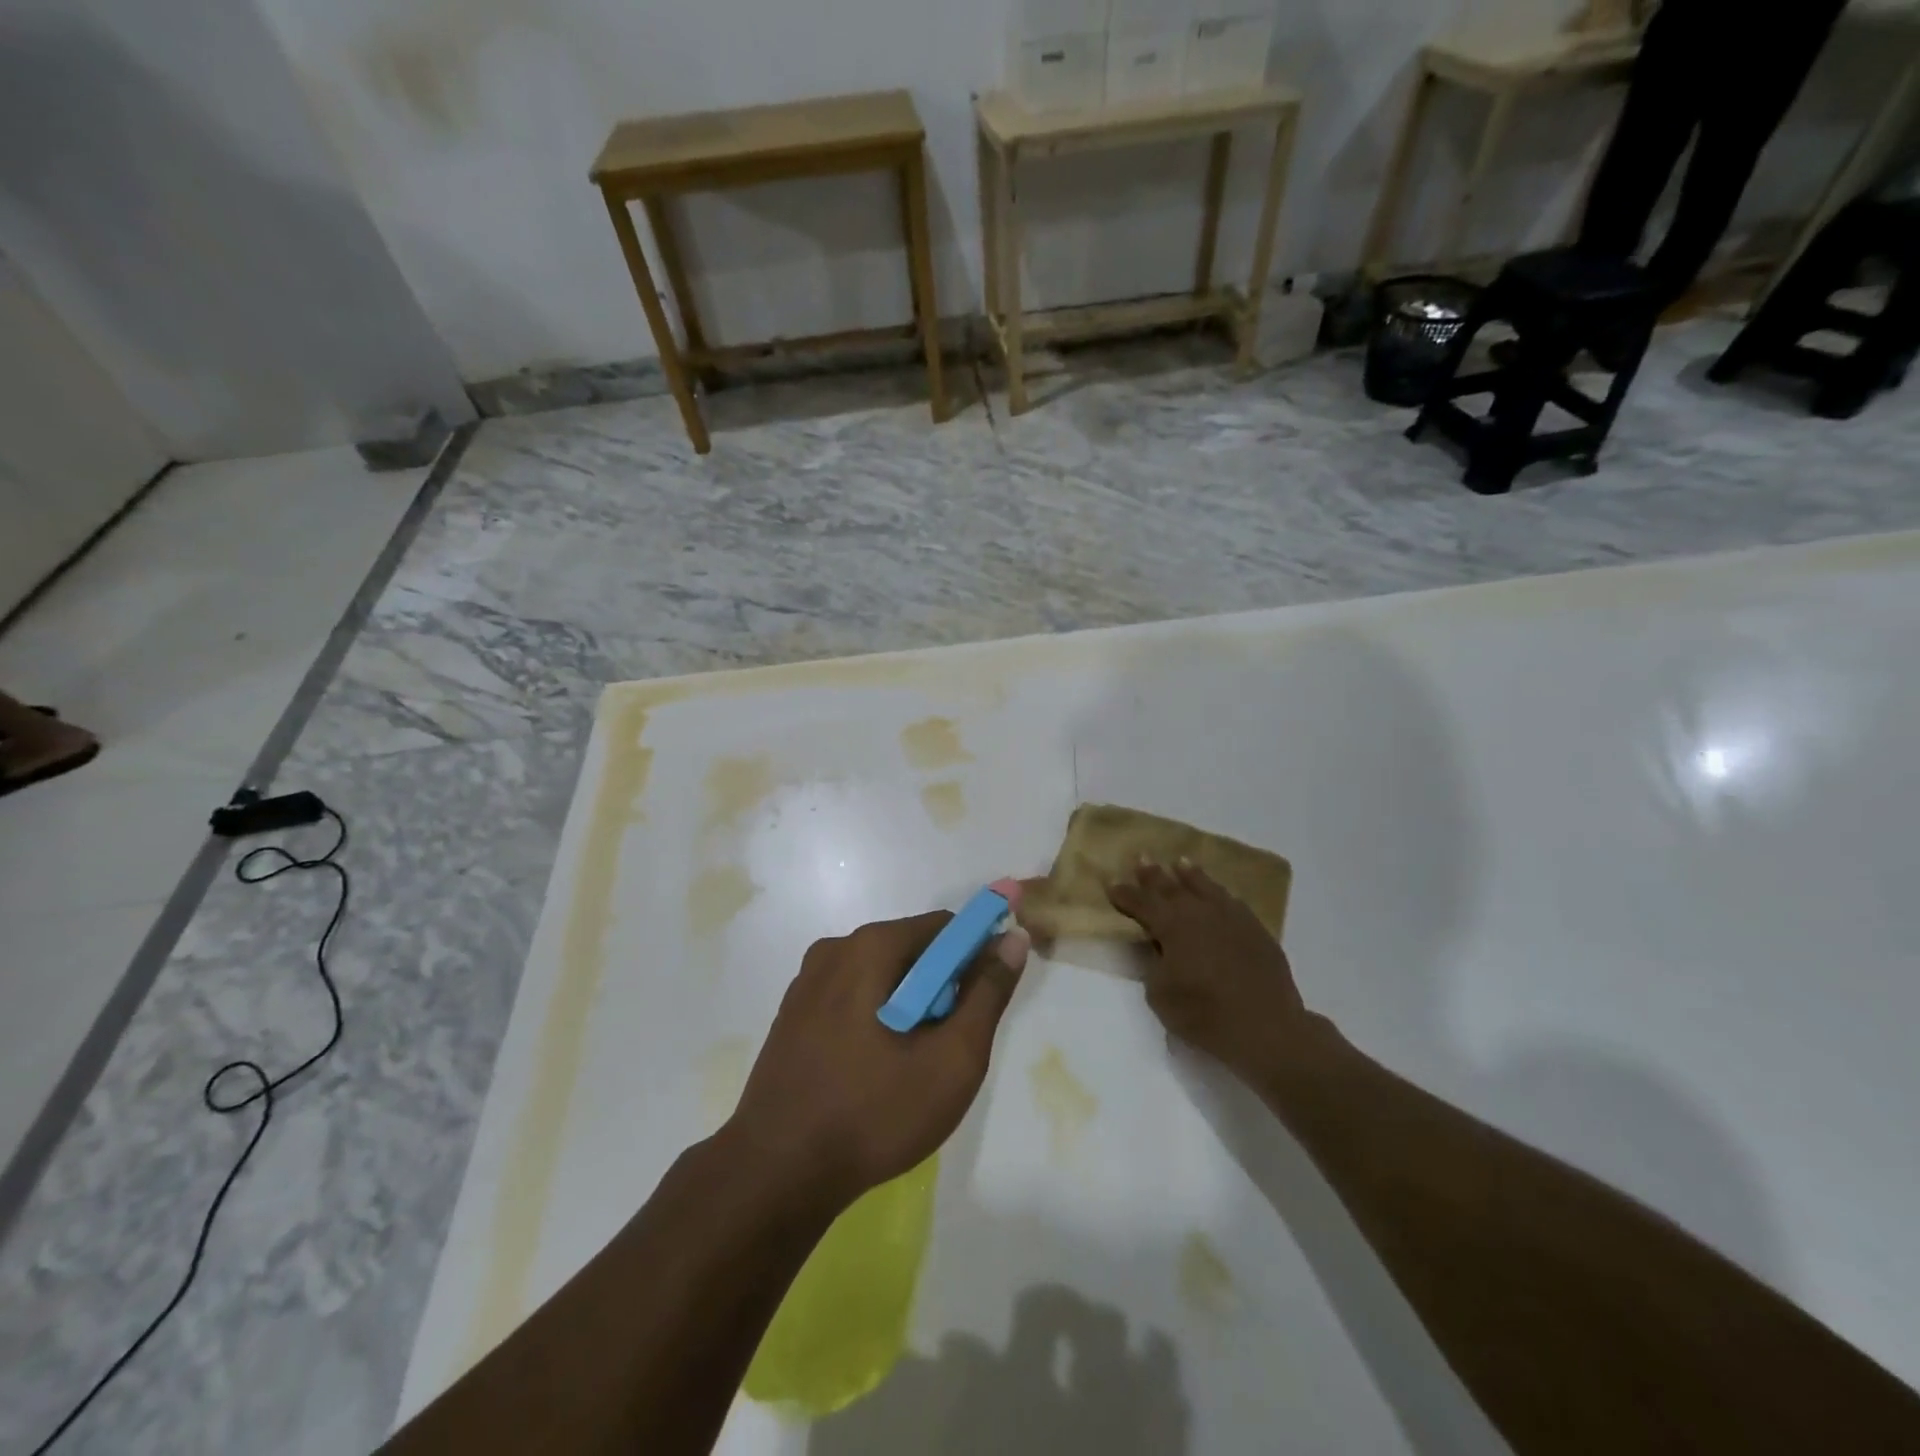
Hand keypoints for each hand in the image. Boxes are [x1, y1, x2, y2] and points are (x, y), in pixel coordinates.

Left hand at [727, 907, 1029, 1213]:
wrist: (777, 1174)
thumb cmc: (873, 1113)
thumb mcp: (952, 1058)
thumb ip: (987, 993)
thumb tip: (1012, 939)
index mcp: (870, 947)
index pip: (945, 927)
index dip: (975, 957)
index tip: (984, 1003)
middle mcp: (834, 950)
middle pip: (911, 950)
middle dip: (940, 988)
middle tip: (946, 1047)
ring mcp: (807, 982)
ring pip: (881, 977)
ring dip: (908, 1006)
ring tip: (910, 1066)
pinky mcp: (792, 1014)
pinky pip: (852, 998)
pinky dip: (876, 1019)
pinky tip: (873, 1072)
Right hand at [1107, 859, 1319, 1081]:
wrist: (1267, 1027)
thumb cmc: (1205, 1014)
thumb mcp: (1160, 994)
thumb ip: (1153, 963)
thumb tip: (1157, 946)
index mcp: (1171, 925)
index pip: (1141, 903)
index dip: (1124, 894)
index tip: (1111, 883)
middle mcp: (1199, 912)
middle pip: (1171, 887)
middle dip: (1153, 874)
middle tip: (1142, 858)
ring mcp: (1231, 917)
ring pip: (1205, 887)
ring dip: (1189, 874)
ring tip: (1180, 862)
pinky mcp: (1256, 929)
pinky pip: (1231, 901)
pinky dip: (1218, 893)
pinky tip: (1218, 892)